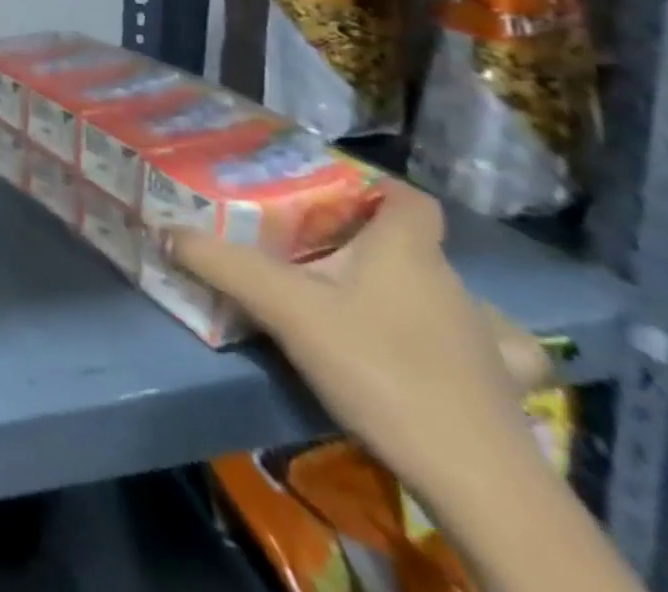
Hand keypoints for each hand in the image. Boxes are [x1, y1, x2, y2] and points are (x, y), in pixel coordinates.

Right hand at [171, 178, 540, 500]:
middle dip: (369, 241)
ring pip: (448, 295)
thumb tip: (165, 231)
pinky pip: (493, 353)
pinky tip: (438, 353)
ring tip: (367, 301)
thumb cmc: (379, 367)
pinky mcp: (503, 391)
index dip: (375, 187)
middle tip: (315, 249)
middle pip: (413, 244)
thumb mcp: (285, 308)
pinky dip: (467, 346)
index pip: (408, 198)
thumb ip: (223, 265)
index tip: (330, 193)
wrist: (476, 480)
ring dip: (414, 291)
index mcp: (407, 249)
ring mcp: (486, 340)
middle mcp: (453, 283)